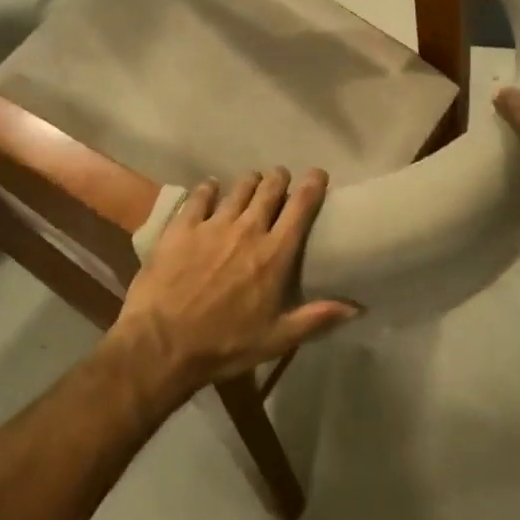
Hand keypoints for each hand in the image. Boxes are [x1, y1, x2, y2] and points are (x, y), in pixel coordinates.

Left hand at [112, 168, 358, 396]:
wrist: (163, 343)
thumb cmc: (225, 344)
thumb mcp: (277, 340)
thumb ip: (317, 318)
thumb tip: (357, 308)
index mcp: (275, 254)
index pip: (301, 207)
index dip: (313, 185)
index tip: (318, 174)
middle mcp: (248, 229)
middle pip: (269, 189)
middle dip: (279, 178)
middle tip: (281, 178)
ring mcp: (213, 225)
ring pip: (238, 188)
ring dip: (249, 182)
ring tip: (252, 181)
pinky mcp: (182, 227)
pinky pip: (200, 196)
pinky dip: (209, 189)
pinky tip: (211, 188)